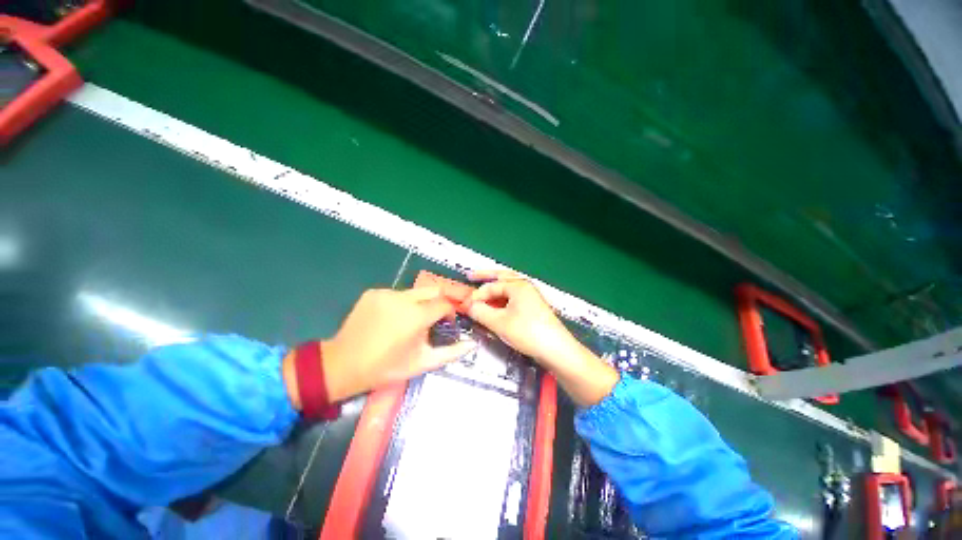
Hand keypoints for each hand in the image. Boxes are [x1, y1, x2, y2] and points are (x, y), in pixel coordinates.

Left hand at [293, 288, 476, 404]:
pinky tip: (392, 319)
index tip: (447, 323)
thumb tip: (473, 344)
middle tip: (433, 319)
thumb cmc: (385, 367)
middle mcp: (403, 298)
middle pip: (433, 290)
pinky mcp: (373, 292)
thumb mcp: (421, 363)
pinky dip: (401, 303)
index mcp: (416, 316)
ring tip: (409, 322)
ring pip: (414, 292)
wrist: (342, 364)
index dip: (450, 312)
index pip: (445, 303)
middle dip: (438, 302)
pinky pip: (396, 293)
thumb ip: (451, 352)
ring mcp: (386, 293)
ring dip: (419, 303)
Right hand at [461, 270, 576, 365]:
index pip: (491, 286)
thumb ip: (481, 312)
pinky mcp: (533, 307)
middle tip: (471, 276)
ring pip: (508, 288)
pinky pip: (513, 298)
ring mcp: (531, 296)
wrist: (556, 350)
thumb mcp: (499, 322)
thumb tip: (468, 306)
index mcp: (518, 286)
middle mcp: (525, 287)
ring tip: (482, 289)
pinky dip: (502, 299)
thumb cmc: (527, 332)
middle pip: (502, 278)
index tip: (465, 305)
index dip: (476, 295)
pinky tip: (496, 305)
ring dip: (494, 288)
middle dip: (486, 277)